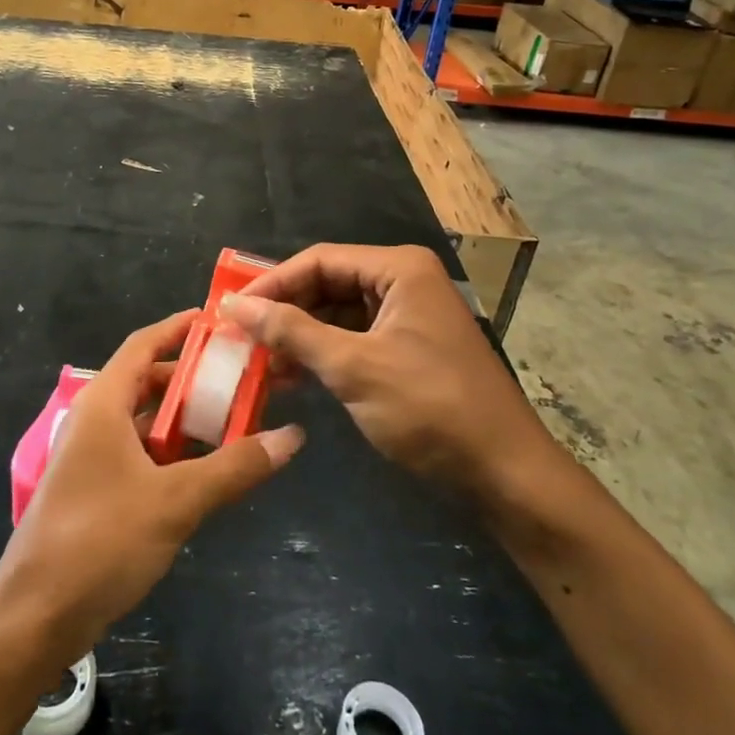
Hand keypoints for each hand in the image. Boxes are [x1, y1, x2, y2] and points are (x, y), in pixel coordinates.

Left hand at [0, 310, 303, 668]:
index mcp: (103, 404)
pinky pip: (139, 454)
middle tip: (241, 376)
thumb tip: (291, 436)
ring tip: (235, 418)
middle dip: (192, 378)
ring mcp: (91, 458)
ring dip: (184, 420)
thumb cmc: (101, 541)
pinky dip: (171, 453)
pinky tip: (205, 469)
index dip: (177, 329)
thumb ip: (234, 467)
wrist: (35, 618)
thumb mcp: (176, 501)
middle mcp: (94, 421)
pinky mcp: (94, 491)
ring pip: (144, 422)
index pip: (143, 345)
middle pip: (147, 383)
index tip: (218, 320)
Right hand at [221, 244, 556, 498]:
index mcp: (398, 269)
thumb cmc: (429, 407)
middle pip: (325, 284)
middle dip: (283, 311)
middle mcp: (402, 282)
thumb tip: (235, 307)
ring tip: (257, 363)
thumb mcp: (353, 367)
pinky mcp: (404, 350)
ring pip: (335, 315)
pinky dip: (320, 355)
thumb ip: (291, 332)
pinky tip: (289, 377)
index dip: (271, 283)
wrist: (504, 474)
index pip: (318, 260)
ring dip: (297, 337)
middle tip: (239, 338)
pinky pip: (351, 340)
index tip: (230, 310)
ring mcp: (405, 317)